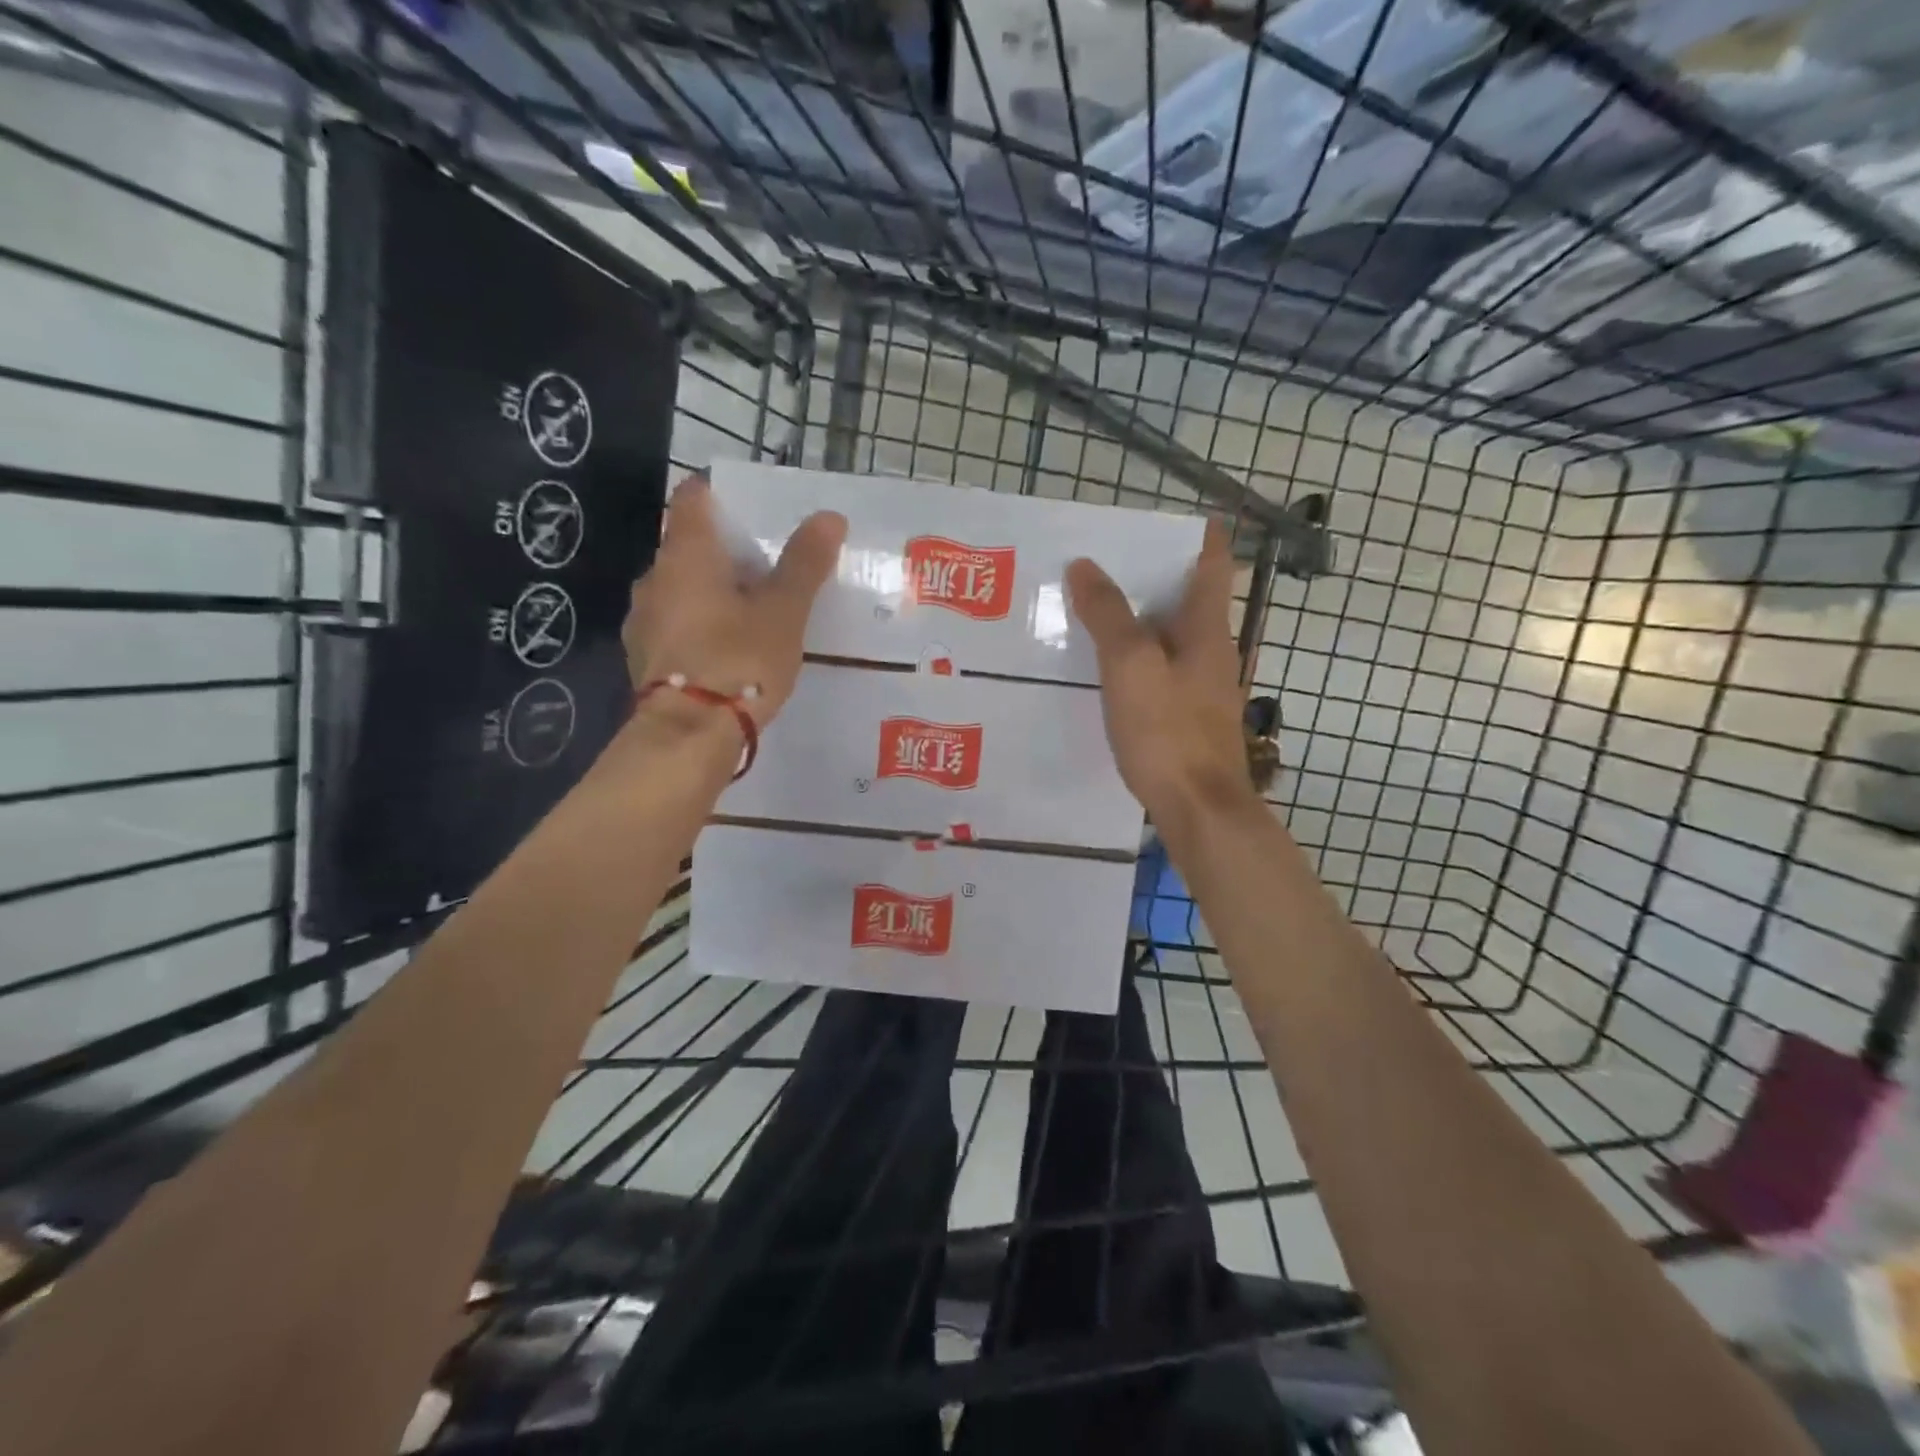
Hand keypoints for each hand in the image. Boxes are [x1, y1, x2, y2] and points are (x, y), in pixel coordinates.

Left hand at [622, 474, 846, 726]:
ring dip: (711, 591)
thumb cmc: (739, 660)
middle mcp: (654, 577)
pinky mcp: (644, 657)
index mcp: (685, 554)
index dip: (721, 494)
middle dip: (725, 551)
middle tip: (769, 567)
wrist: (688, 736)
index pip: (693, 498)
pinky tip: (728, 648)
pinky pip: (675, 624)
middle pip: (687, 545)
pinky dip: (700, 624)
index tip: (754, 510)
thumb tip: (829, 516)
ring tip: (753, 611)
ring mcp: (644, 620)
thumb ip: (804, 563)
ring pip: (680, 588)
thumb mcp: (784, 611)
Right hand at [1066, 521, 1259, 834]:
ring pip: (1171, 638)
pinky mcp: (1188, 720)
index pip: (1212, 564)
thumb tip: (1085, 565)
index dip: (1198, 535)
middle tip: (1104, 562)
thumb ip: (1108, 615)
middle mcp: (1212, 653)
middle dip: (1152, 577)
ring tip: (1094, 610)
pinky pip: (1161, 672)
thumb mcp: (1131, 666)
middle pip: (1188, 599)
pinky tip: (1106, 670)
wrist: (1199, 810)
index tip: (1166, 519)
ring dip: (1141, 620)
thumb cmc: (1168, 732)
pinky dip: (1138, 658)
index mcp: (1206, 630)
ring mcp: (1203, 689)